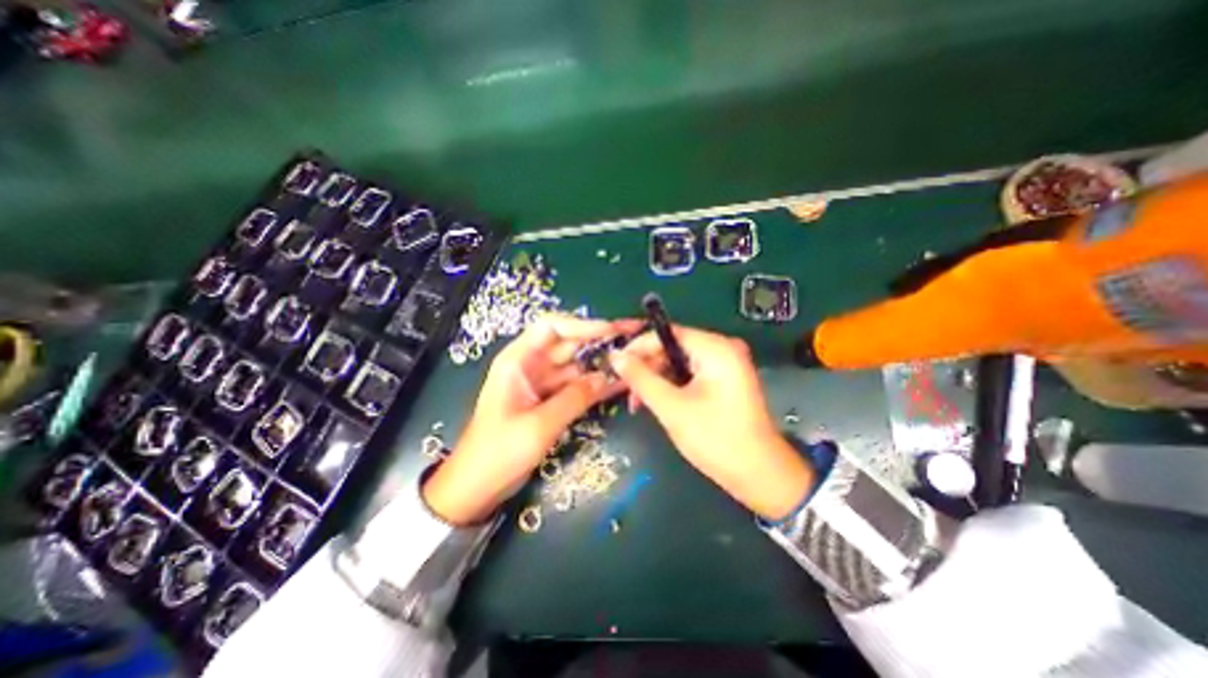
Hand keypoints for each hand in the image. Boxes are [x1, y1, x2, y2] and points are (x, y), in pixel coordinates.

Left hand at [420, 315, 635, 526]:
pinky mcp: (550, 400)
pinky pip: (577, 386)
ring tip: (634, 362)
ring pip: (577, 365)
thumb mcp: (538, 426)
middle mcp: (531, 365)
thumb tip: (606, 377)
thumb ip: (573, 399)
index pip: (552, 327)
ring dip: (602, 364)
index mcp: (518, 360)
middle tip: (635, 338)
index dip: (583, 325)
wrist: (477, 486)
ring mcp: (542, 383)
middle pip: (569, 343)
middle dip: (601, 340)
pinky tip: (620, 384)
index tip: (613, 330)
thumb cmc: (498, 452)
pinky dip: (596, 385)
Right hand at [608, 327, 814, 519]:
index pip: (667, 333)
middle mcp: (722, 349)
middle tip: (625, 388)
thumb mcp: (671, 407)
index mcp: (715, 348)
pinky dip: (671, 386)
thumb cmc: (715, 439)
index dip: (638, 346)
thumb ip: (641, 378)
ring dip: (656, 379)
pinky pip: (690, 374)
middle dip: (647, 367)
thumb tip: (615, 356)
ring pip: (678, 362)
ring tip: (637, 402)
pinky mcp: (724, 381)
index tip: (616, 363)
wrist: (759, 475)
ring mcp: (725, 365)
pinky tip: (656, 401)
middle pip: (672, 347)